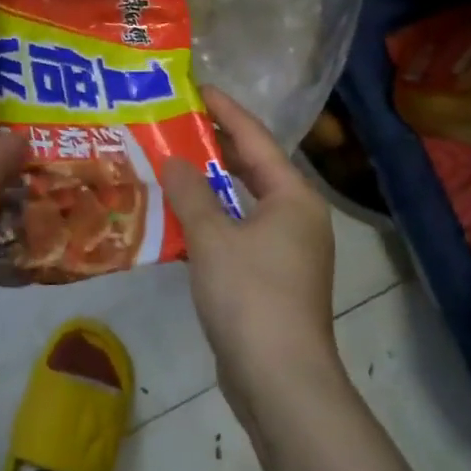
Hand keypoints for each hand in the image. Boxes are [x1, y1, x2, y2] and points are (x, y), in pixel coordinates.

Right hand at [164, 89, 341, 426]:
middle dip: (216, 147)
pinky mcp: (272, 280)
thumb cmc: (251, 296)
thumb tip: (174, 160)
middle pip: (253, 169)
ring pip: (244, 204)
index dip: (226, 111)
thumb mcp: (213, 237)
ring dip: (211, 187)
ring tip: (173, 164)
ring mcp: (287, 252)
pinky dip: (212, 221)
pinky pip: (239, 234)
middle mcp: (297, 218)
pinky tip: (179, 220)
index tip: (197, 88)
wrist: (281, 383)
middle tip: (178, 123)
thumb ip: (190, 193)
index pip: (256, 139)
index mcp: (293, 198)